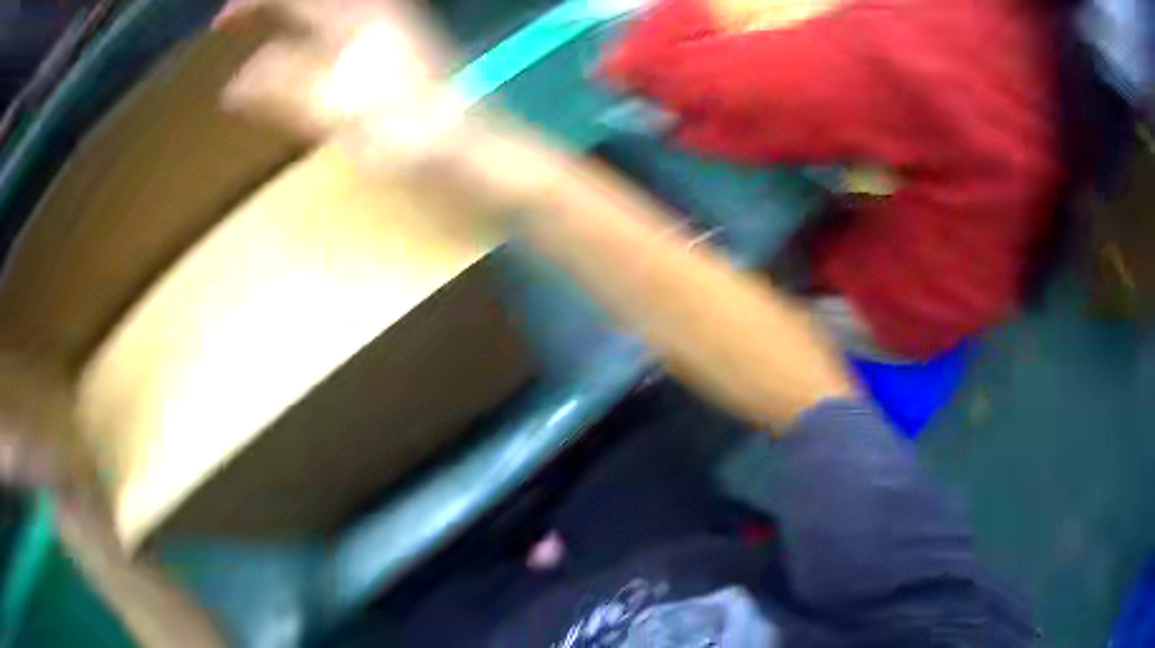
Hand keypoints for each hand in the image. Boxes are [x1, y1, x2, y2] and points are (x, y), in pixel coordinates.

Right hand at [221, 0, 561, 213]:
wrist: (475, 151)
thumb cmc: (411, 138)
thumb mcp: (339, 116)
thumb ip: (286, 90)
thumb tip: (235, 82)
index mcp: (355, 18)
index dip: (252, 3)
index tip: (219, 23)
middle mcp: (374, 10)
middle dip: (269, 4)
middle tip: (234, 21)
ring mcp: (389, 24)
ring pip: (325, 6)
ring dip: (289, 12)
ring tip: (259, 25)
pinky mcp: (397, 43)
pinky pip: (339, 21)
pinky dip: (310, 25)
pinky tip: (302, 40)